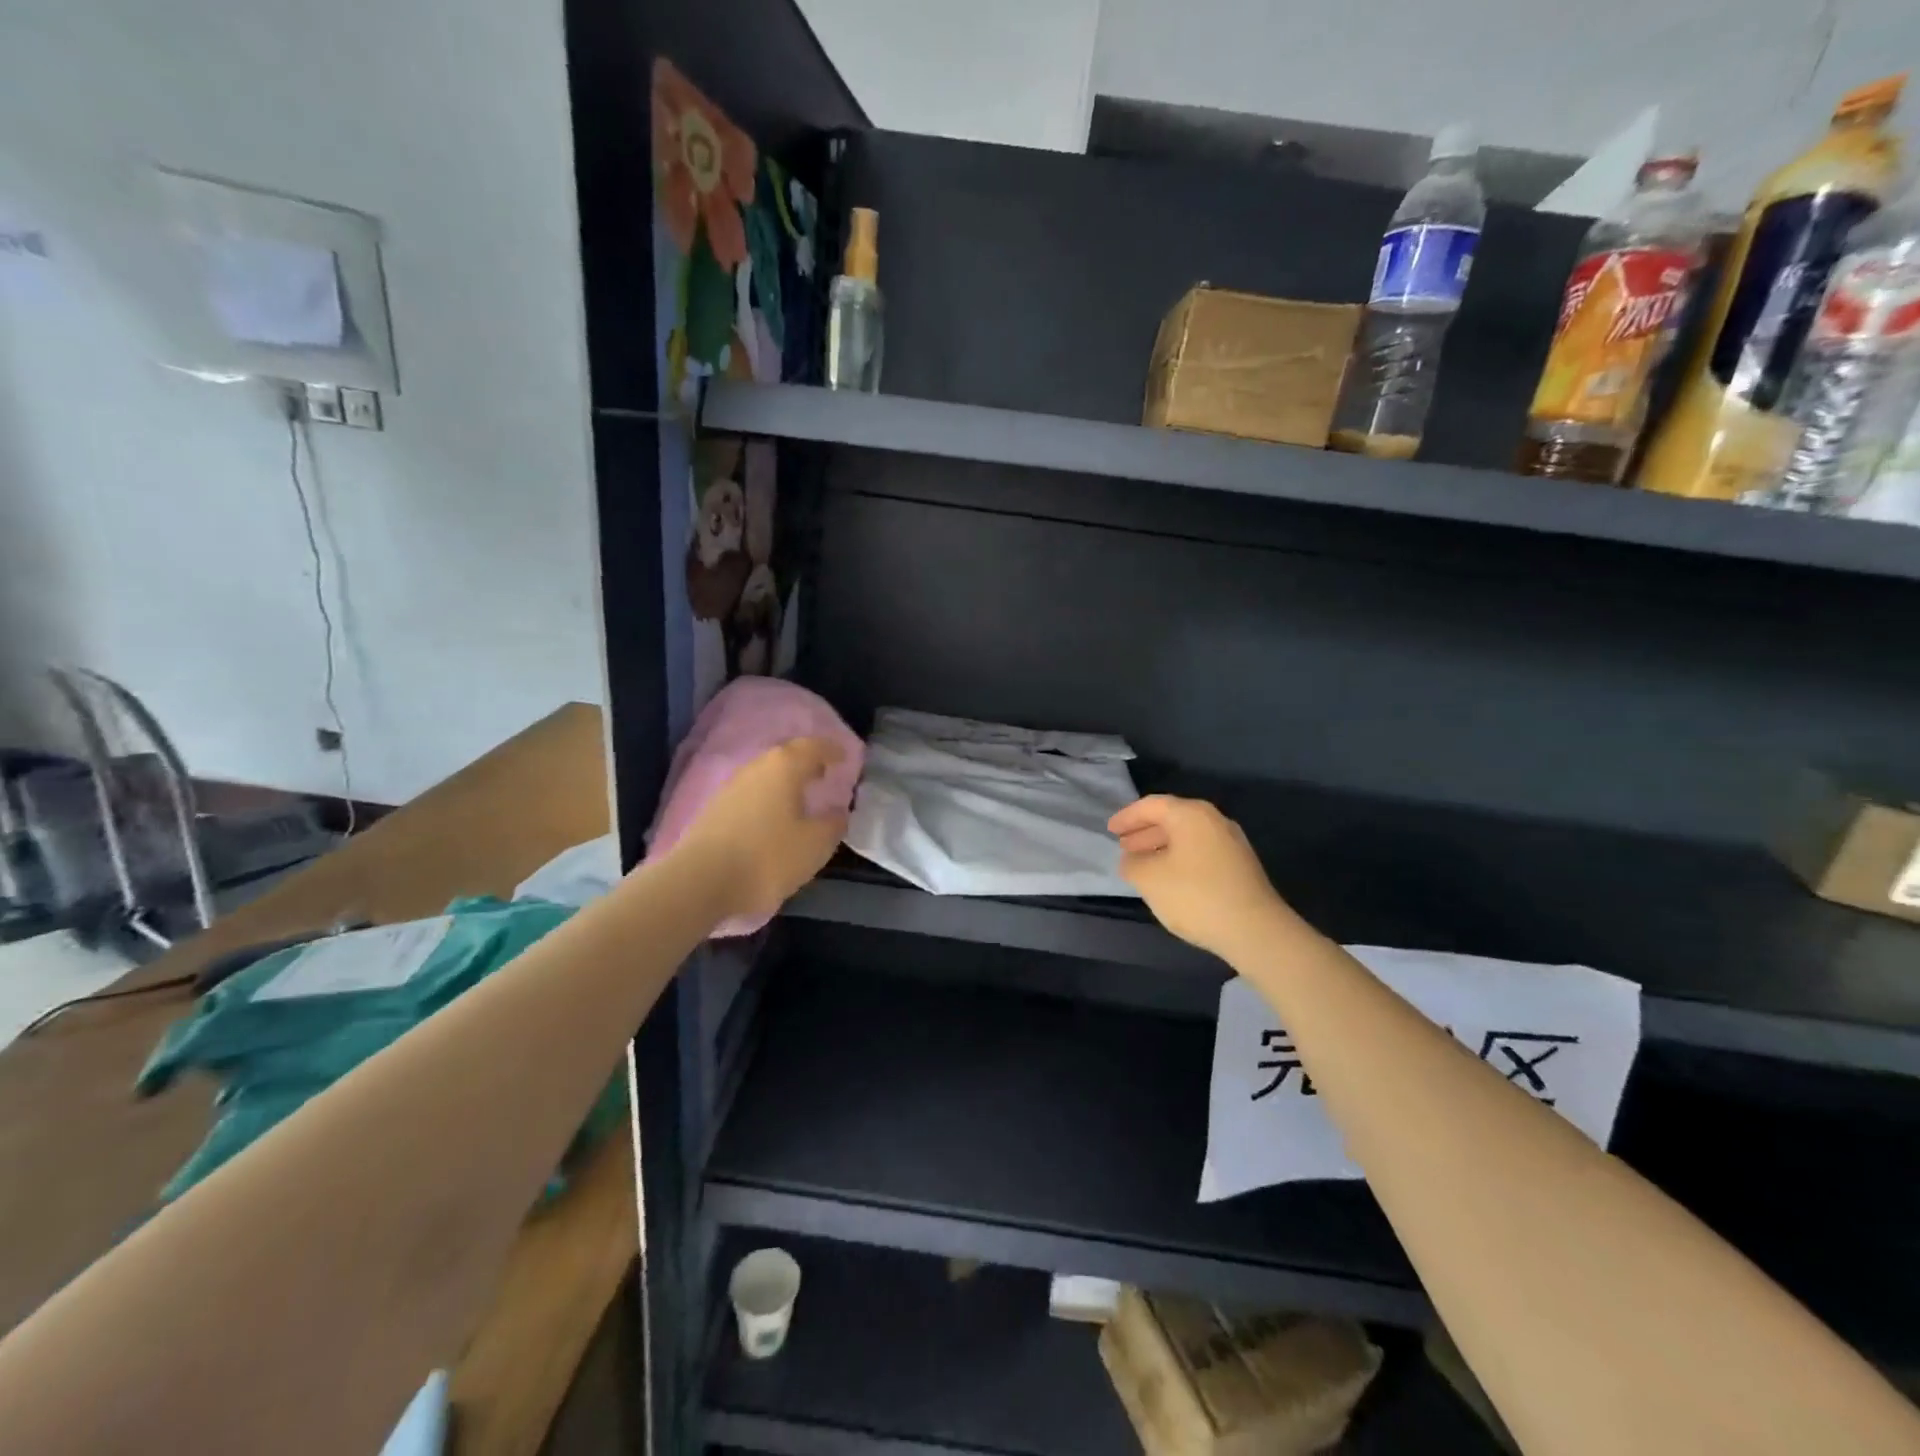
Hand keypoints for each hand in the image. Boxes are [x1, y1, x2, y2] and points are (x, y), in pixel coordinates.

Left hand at [672, 738, 849, 923]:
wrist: (700, 881)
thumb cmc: (767, 857)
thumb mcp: (815, 845)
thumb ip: (833, 825)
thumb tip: (838, 812)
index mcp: (784, 767)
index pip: (813, 747)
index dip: (831, 750)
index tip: (845, 757)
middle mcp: (756, 768)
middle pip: (786, 756)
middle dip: (807, 763)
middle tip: (824, 775)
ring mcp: (731, 787)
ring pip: (766, 775)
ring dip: (785, 781)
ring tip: (801, 797)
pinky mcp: (715, 809)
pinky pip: (751, 793)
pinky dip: (768, 798)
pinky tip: (773, 817)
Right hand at [1109, 795, 1292, 965]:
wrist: (1254, 930)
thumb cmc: (1195, 895)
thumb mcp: (1149, 879)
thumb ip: (1132, 864)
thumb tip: (1131, 860)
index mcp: (1191, 814)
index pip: (1151, 805)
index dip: (1127, 816)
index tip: (1109, 830)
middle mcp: (1214, 820)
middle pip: (1172, 818)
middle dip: (1144, 832)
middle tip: (1123, 846)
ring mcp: (1231, 843)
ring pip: (1187, 837)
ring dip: (1161, 847)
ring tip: (1142, 864)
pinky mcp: (1240, 866)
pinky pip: (1200, 852)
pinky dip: (1179, 858)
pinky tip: (1169, 879)